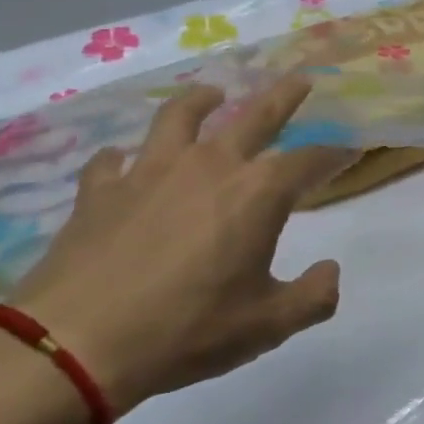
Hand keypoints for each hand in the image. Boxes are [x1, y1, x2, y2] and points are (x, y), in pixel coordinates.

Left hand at [12, 80, 355, 414]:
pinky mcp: (100, 191)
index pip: (310, 161)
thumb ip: (313, 296)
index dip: (334, 155)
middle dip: (283, 97)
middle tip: (300, 80)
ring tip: (212, 94)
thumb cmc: (187, 330)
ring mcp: (149, 172)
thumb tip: (330, 271)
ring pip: (180, 117)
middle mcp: (209, 166)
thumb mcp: (268, 325)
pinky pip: (113, 161)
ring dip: (201, 101)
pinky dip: (123, 158)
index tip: (350, 150)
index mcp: (257, 193)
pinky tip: (124, 163)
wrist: (74, 344)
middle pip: (255, 116)